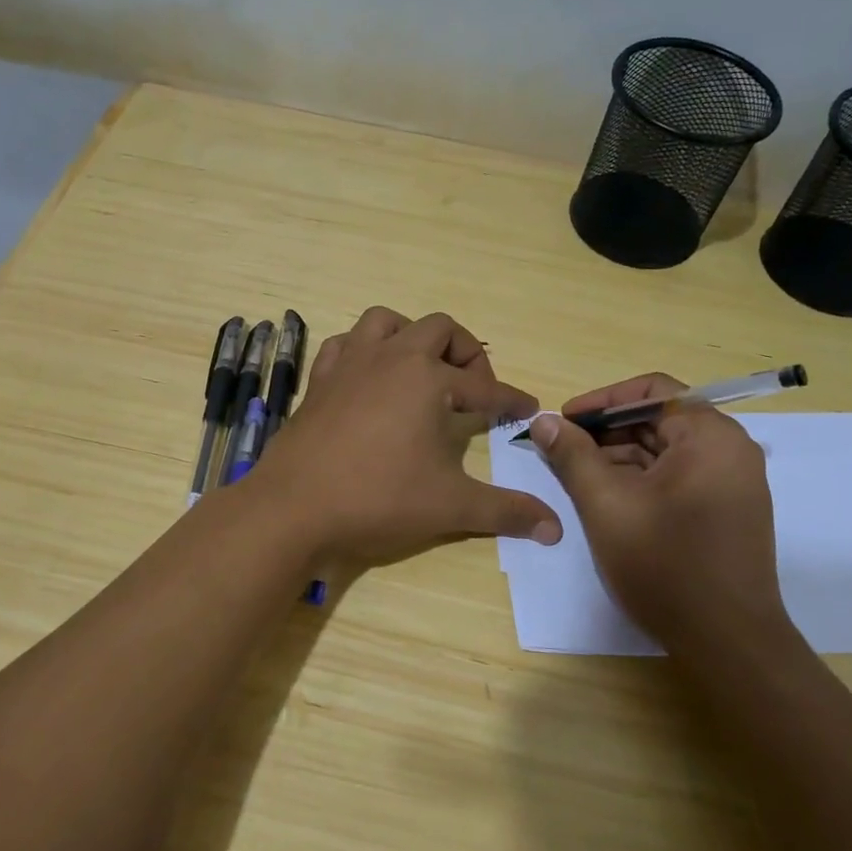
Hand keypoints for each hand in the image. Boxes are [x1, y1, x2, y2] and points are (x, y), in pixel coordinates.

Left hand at [253, 307, 561, 564]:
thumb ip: (506, 511)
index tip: (526, 409)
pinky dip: (363, 350)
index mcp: (428, 379)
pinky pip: (344, 344)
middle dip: (466, 352)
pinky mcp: (320, 380)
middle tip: (474, 388)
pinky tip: (369, 376)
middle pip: (439, 329)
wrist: (294, 507)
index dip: (510, 399)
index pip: (484, 386)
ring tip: (423, 369)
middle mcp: (391, 357)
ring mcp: (350, 364)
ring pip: (386, 321)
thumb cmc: (378, 499)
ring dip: (411, 336)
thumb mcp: (450, 506)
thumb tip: (556, 529)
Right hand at [526, 374, 793, 656]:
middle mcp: (730, 450)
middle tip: (563, 449)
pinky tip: (608, 498)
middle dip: (607, 431)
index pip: (652, 390)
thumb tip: (544, 421)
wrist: (728, 643)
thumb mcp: (606, 504)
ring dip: (620, 456)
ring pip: (666, 450)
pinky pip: (679, 476)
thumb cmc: (665, 564)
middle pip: (659, 418)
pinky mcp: (727, 510)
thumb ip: (573, 456)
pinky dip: (641, 479)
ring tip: (577, 476)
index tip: (565, 420)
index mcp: (710, 436)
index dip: (602, 400)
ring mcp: (733, 482)